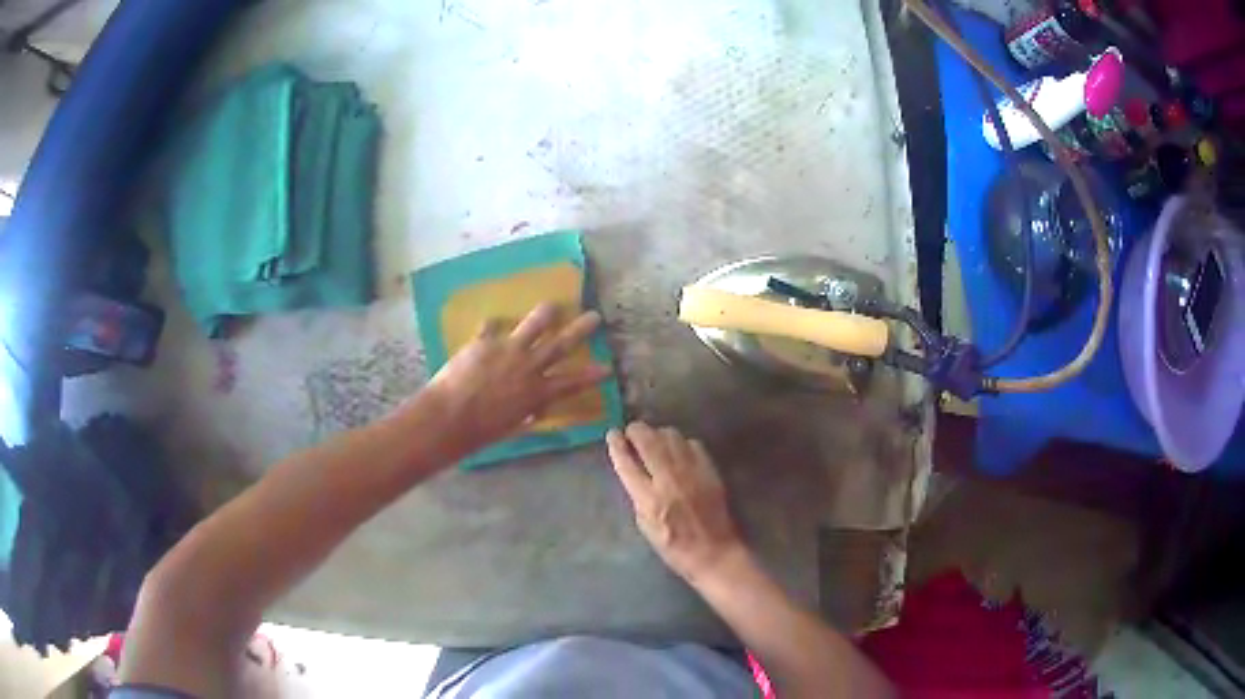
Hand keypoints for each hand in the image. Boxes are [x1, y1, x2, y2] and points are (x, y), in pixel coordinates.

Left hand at [422, 303, 611, 458]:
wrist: (451, 416)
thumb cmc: (481, 432)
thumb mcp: (513, 426)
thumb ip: (526, 413)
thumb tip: (534, 409)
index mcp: (537, 393)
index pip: (572, 382)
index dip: (591, 375)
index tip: (607, 367)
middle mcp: (529, 367)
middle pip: (561, 344)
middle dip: (580, 330)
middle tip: (595, 317)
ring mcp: (508, 350)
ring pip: (534, 324)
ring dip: (546, 313)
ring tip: (553, 305)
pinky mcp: (484, 341)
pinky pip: (490, 327)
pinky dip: (491, 326)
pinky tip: (491, 321)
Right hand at [607, 422, 749, 584]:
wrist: (713, 552)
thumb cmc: (674, 547)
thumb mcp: (645, 526)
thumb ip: (638, 496)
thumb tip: (633, 471)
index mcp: (649, 500)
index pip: (627, 463)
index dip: (617, 446)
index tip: (612, 434)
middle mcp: (669, 481)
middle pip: (648, 442)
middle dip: (636, 431)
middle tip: (631, 430)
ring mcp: (692, 473)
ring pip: (671, 437)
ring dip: (658, 434)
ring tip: (653, 438)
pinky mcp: (709, 471)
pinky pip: (692, 444)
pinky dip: (681, 443)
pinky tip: (678, 450)